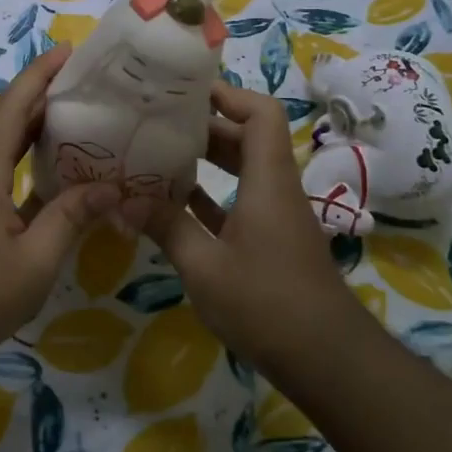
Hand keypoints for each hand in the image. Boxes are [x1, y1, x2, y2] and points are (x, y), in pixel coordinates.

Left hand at [0, 44, 118, 369]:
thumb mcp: (34, 261)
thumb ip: (70, 218)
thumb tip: (109, 187)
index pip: (12, 110)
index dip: (38, 76)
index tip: (67, 51)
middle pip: (6, 124)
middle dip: (41, 98)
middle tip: (84, 84)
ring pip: (2, 153)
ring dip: (34, 133)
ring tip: (77, 121)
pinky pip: (0, 179)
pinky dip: (27, 167)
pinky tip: (55, 180)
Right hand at [121, 82, 363, 371]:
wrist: (327, 360)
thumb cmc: (267, 304)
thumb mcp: (205, 267)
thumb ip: (166, 227)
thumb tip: (123, 200)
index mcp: (267, 181)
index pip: (260, 114)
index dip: (228, 95)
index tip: (185, 90)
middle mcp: (275, 189)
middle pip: (246, 138)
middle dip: (203, 125)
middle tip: (156, 120)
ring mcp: (275, 218)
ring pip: (241, 171)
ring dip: (204, 161)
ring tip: (156, 153)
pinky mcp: (270, 243)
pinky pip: (238, 203)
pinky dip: (209, 196)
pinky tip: (172, 203)